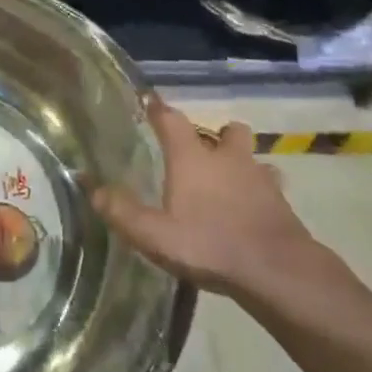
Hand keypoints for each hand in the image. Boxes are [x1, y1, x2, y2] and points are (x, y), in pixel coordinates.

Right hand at [93, 98, 325, 301]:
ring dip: (242, 163)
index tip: (147, 100)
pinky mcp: (282, 202)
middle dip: (216, 136)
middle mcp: (227, 158)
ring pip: (252, 156)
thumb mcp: (154, 234)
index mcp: (192, 157)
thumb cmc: (209, 244)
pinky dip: (260, 192)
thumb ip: (121, 210)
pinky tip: (252, 211)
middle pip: (226, 130)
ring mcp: (260, 178)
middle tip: (200, 154)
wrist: (277, 271)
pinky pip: (270, 186)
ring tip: (229, 183)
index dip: (156, 108)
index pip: (170, 119)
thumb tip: (89, 186)